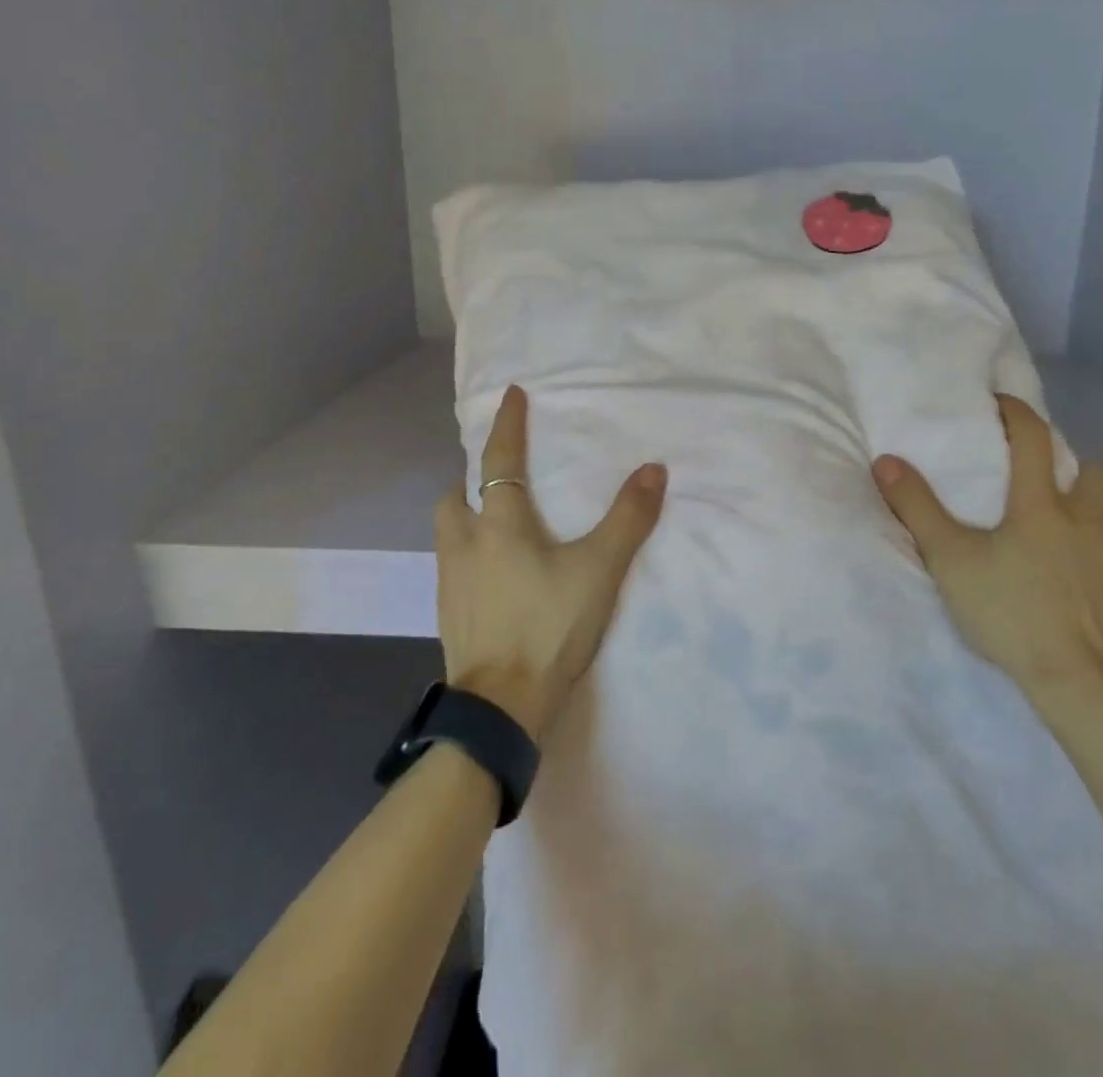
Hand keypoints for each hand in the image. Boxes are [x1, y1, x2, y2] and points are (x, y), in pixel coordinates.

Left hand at [435, 385, 667, 741]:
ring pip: (449, 532)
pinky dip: (468, 554)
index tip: (510, 394)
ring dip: (465, 515)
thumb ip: (628, 519)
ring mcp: (450, 582)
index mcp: (499, 524)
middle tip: (495, 476)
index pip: (498, 460)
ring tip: (493, 522)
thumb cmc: (549, 628)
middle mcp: (465, 544)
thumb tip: (654, 469)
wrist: (500, 708)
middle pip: (455, 497)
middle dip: (471, 478)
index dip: (507, 425)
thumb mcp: (599, 570)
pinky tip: (492, 574)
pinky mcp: (449, 614)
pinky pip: (452, 566)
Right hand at [872, 396, 1102, 710]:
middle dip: (1069, 466)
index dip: (1016, 413)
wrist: (1082, 683)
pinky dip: (1098, 553)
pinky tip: (1076, 579)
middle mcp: (1089, 519)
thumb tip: (887, 461)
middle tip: (1038, 484)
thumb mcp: (950, 560)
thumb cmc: (1012, 612)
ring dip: (1087, 510)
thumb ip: (917, 508)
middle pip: (1094, 470)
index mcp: (1043, 504)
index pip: (1033, 437)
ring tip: (1057, 533)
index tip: (999, 405)